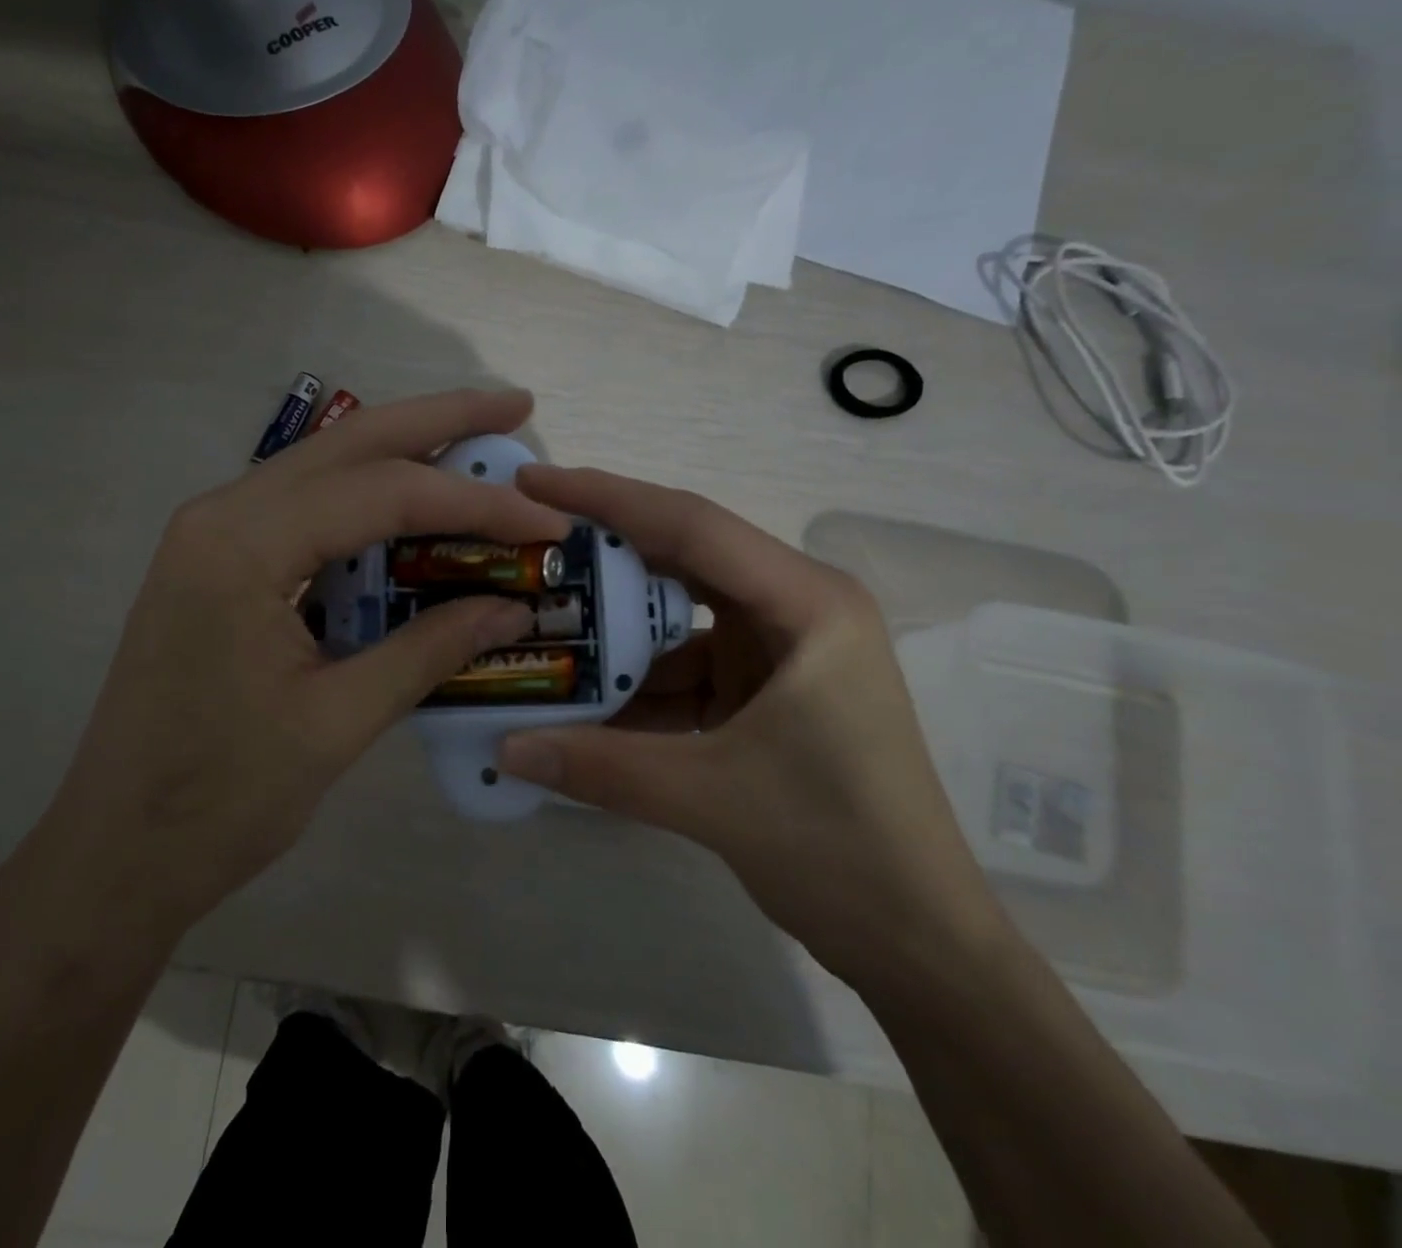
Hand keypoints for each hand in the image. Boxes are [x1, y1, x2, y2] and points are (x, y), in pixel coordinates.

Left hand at [21, 390, 569, 949]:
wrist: (114, 854)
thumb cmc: (219, 800)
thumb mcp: (337, 724)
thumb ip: (428, 651)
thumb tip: (512, 605)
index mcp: (241, 547)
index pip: (382, 494)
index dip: (474, 503)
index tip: (546, 519)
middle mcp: (219, 515)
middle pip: (347, 445)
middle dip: (438, 420)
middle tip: (514, 406)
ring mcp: (210, 535)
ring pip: (323, 468)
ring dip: (402, 452)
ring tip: (476, 445)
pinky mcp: (214, 563)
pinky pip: (302, 509)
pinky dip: (364, 499)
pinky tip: (410, 504)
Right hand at [497, 466, 1001, 988]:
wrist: (917, 938)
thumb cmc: (838, 849)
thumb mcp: (708, 798)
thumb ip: (599, 768)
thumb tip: (502, 749)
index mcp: (807, 603)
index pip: (691, 527)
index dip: (607, 498)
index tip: (534, 481)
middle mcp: (796, 608)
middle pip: (682, 558)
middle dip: (604, 552)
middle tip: (528, 541)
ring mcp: (780, 650)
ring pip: (678, 618)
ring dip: (616, 631)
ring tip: (539, 624)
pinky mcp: (765, 689)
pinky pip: (686, 667)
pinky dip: (637, 683)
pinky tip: (581, 700)